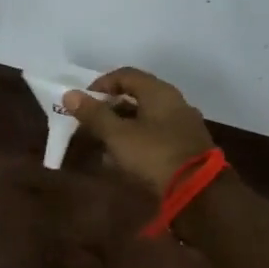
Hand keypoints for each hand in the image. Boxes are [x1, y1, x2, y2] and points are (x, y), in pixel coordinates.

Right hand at [64, 66, 216, 193]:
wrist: (199, 192)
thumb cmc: (154, 155)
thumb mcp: (117, 135)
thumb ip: (94, 114)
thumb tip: (69, 94)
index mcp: (159, 92)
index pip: (125, 74)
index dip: (101, 84)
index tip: (84, 100)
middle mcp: (175, 102)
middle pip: (137, 95)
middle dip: (111, 106)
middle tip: (91, 120)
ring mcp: (184, 125)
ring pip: (147, 116)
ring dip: (124, 124)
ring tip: (104, 140)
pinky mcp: (188, 146)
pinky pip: (157, 134)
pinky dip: (139, 139)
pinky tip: (126, 156)